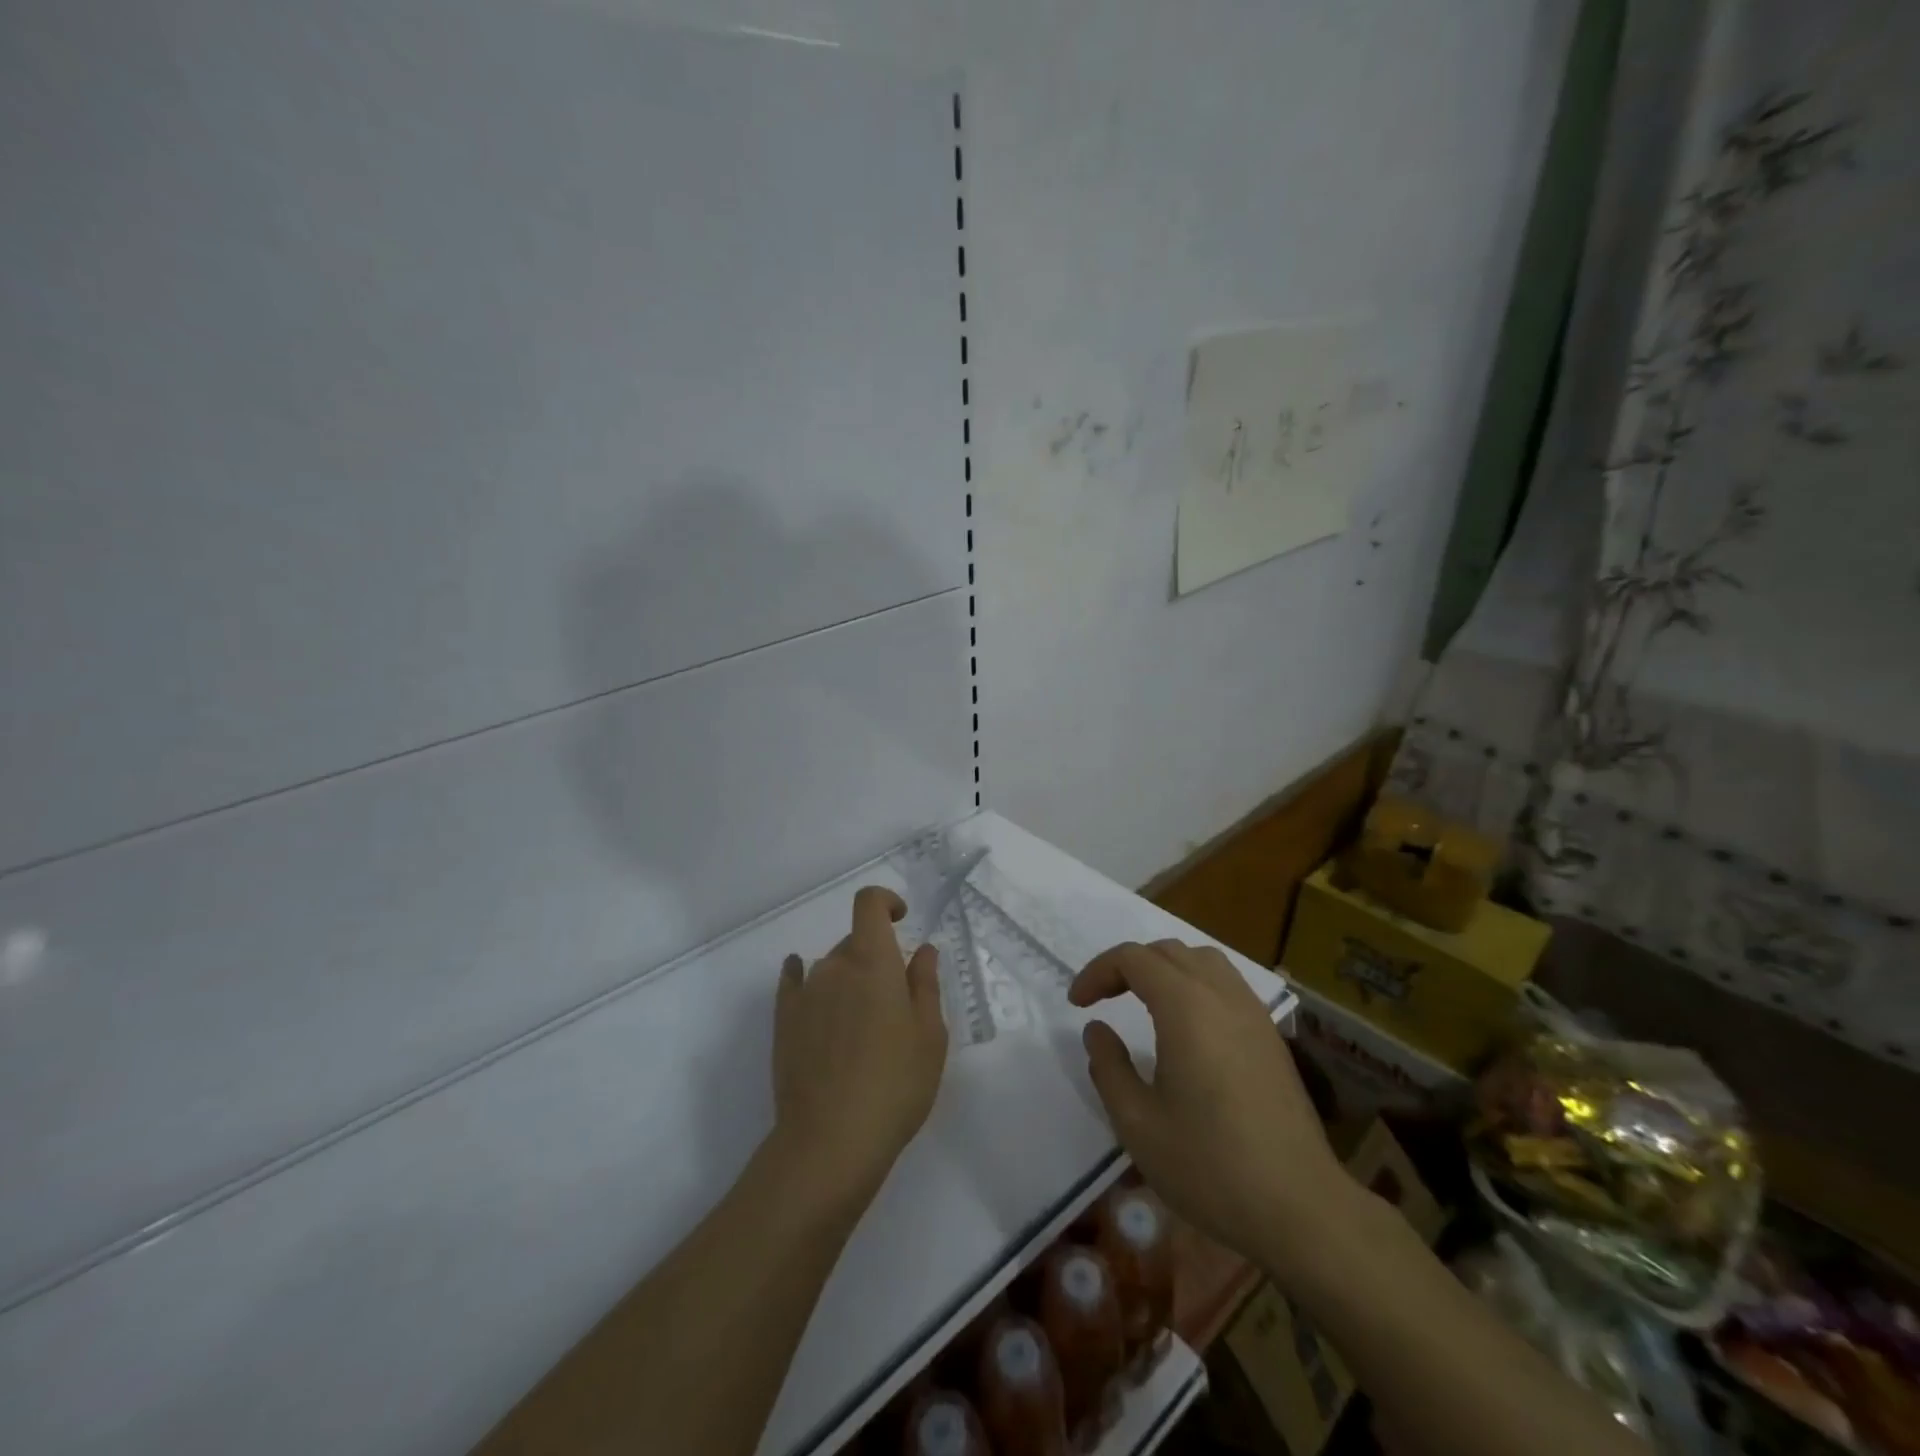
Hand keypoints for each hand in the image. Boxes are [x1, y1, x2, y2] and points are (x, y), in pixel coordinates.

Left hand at [772, 886, 947, 1209]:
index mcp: (873, 961)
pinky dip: (806, 979)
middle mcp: (834, 966)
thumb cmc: (895, 1084)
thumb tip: (922, 950)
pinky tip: (810, 993)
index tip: (902, 919)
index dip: (885, 902)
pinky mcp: (783, 1021)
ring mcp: (804, 993)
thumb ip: (925, 984)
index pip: (869, 904)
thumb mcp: (930, 1036)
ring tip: (865, 1028)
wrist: (830, 1140)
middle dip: (878, 957)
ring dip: (850, 980)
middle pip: (856, 942)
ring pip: (831, 968)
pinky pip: (795, 983)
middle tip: (897, 1002)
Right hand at [1069, 940, 1355, 1268]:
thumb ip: (1109, 1066)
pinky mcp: (1271, 1036)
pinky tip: (1188, 1026)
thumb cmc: (1209, 1166)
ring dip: (1165, 968)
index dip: (1098, 972)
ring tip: (1143, 1001)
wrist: (1300, 1208)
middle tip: (1104, 998)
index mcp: (1185, 1007)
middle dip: (1128, 966)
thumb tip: (1097, 1029)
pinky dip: (1196, 984)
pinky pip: (1227, 984)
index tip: (1077, 1004)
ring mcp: (1253, 1013)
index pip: (1133, 959)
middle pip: (1167, 951)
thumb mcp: (1137, 1123)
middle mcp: (1221, 995)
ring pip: (1203, 961)